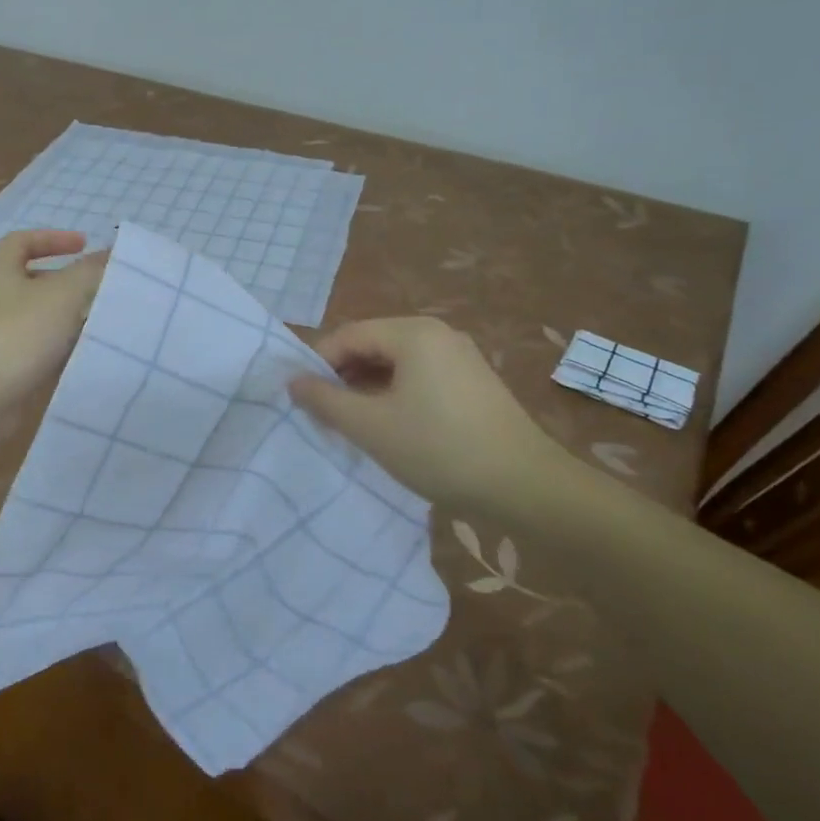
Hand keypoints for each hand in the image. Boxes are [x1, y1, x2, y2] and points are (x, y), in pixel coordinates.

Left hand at [0, 230, 106, 420]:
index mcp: (0, 272)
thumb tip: (110, 252)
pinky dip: (62, 350)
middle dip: (68, 282)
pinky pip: (40, 351)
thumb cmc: (17, 333)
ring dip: (69, 318)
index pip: (22, 241)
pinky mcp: (7, 369)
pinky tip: (87, 354)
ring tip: (104, 320)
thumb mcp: (61, 294)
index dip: (53, 238)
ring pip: (40, 319)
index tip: (84, 245)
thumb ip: (89, 272)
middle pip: (34, 281)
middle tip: (102, 287)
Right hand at [289, 317, 567, 513]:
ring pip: (397, 362)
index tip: (301, 396)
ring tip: (352, 421)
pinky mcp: (474, 381)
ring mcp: (460, 356)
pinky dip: (396, 393)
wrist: (526, 487)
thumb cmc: (439, 449)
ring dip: (368, 387)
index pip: (348, 335)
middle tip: (323, 412)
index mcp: (413, 333)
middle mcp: (438, 333)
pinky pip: (420, 376)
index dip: (318, 363)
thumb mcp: (371, 427)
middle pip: (373, 344)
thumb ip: (325, 400)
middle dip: (343, 375)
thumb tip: (293, 381)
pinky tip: (391, 425)